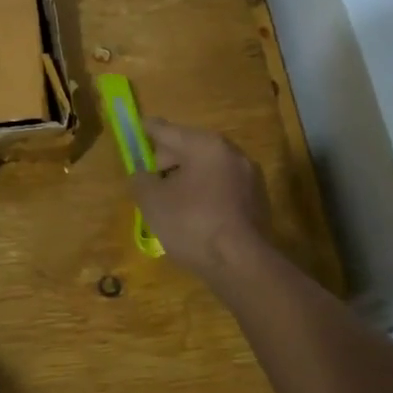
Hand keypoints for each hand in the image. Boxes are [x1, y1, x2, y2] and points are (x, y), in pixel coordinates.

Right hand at [128, 119, 272, 280]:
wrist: (242, 264)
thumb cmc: (192, 224)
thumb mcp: (152, 201)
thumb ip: (140, 179)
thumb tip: (142, 174)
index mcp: (204, 144)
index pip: (166, 130)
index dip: (146, 130)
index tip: (135, 128)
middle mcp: (230, 152)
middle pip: (188, 148)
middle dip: (166, 161)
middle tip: (148, 182)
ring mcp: (248, 176)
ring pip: (206, 169)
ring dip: (186, 179)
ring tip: (169, 203)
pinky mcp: (257, 200)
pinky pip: (221, 188)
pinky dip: (204, 194)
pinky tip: (193, 217)